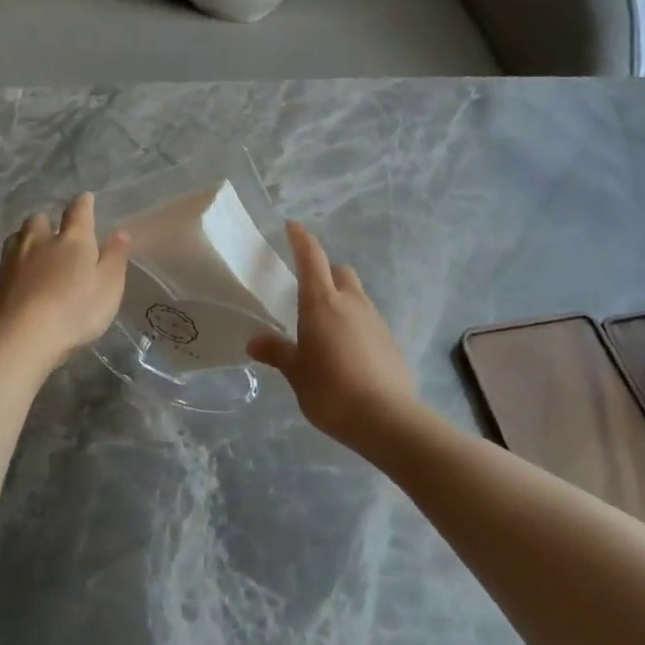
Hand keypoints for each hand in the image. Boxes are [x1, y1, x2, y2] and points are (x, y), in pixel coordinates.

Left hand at [0, 193, 130, 370]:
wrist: (20, 339)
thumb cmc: (74, 311)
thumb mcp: (108, 287)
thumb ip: (115, 257)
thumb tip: (120, 232)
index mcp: (71, 240)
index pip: (78, 211)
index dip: (83, 203)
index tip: (86, 199)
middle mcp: (37, 242)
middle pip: (38, 220)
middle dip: (46, 223)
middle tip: (54, 236)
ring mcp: (10, 262)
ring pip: (15, 240)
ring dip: (24, 242)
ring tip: (32, 256)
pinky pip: (1, 268)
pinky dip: (10, 271)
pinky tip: (15, 285)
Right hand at [247, 221, 419, 450]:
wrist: (386, 418)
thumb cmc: (331, 390)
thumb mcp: (296, 373)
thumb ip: (278, 352)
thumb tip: (255, 342)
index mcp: (322, 302)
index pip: (311, 258)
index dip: (301, 239)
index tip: (292, 226)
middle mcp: (351, 302)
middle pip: (339, 271)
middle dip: (324, 271)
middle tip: (306, 290)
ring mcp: (375, 320)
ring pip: (356, 295)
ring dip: (341, 299)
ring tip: (324, 327)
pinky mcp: (390, 340)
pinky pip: (367, 319)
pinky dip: (354, 323)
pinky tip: (345, 350)